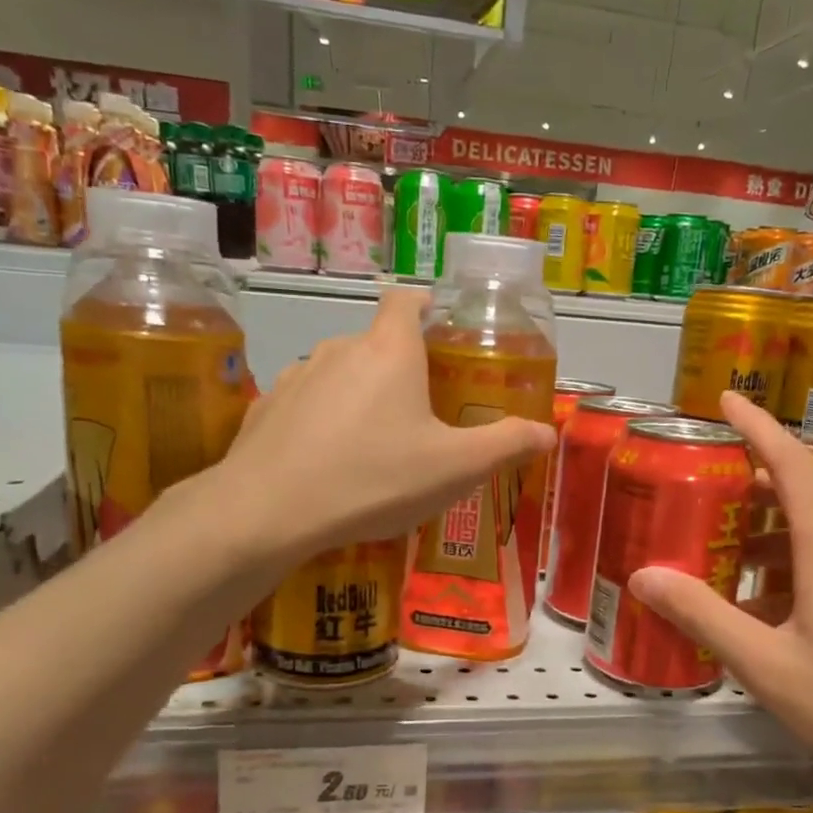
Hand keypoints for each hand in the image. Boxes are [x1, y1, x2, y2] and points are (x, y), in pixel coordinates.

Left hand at [214, 289, 556, 558]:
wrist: (269, 512)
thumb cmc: (375, 479)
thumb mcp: (455, 468)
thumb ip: (505, 445)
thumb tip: (547, 432)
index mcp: (390, 350)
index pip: (408, 300)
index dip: (428, 308)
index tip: (443, 334)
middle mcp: (340, 348)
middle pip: (378, 343)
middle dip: (402, 368)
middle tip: (424, 412)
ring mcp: (295, 376)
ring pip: (340, 374)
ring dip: (361, 396)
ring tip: (376, 444)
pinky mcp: (266, 407)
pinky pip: (307, 404)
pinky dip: (324, 422)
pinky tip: (329, 462)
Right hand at [627, 392, 812, 802]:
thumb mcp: (765, 664)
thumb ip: (703, 616)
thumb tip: (644, 576)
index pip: (788, 463)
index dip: (756, 425)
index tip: (726, 398)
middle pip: (795, 496)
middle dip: (744, 488)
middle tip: (696, 492)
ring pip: (806, 539)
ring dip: (760, 540)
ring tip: (712, 561)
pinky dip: (782, 575)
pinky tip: (755, 615)